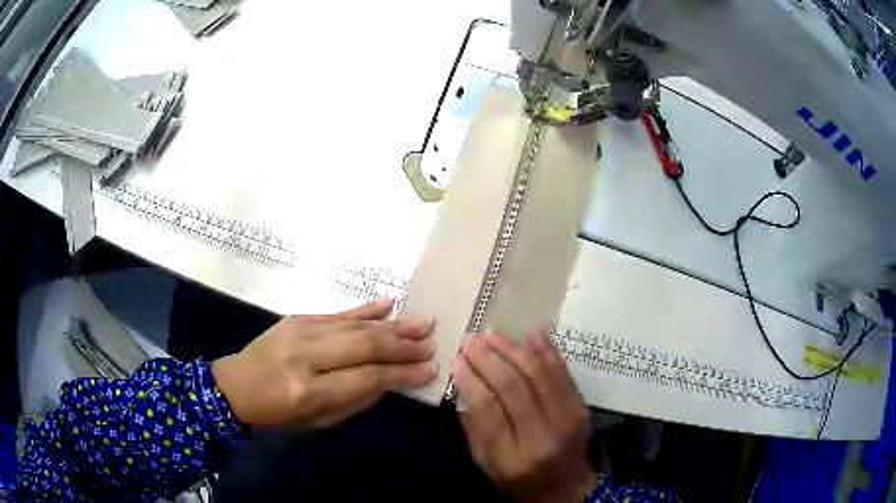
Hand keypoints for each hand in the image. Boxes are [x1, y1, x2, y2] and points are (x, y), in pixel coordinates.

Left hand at [212, 298, 435, 427]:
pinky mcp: (297, 318)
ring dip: (392, 325)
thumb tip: (390, 379)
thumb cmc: (278, 414)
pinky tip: (389, 304)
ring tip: (422, 322)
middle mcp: (306, 357)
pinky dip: (366, 309)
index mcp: (309, 391)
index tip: (429, 368)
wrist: (236, 385)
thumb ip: (356, 400)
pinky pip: (338, 312)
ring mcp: (300, 331)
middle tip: (431, 342)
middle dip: (402, 345)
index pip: (366, 378)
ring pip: (355, 326)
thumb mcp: (318, 421)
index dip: (400, 373)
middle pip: (364, 346)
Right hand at [453, 329, 595, 502]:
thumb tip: (466, 385)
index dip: (472, 381)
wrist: (565, 488)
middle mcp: (542, 437)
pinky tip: (534, 331)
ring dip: (515, 350)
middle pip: (514, 388)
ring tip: (494, 335)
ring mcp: (567, 420)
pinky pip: (563, 373)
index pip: (489, 410)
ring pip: (539, 375)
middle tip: (471, 340)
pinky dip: (548, 350)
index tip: (457, 361)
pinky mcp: (581, 408)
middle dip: (489, 359)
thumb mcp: (487, 466)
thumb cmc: (518, 481)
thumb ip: (475, 429)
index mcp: (512, 457)